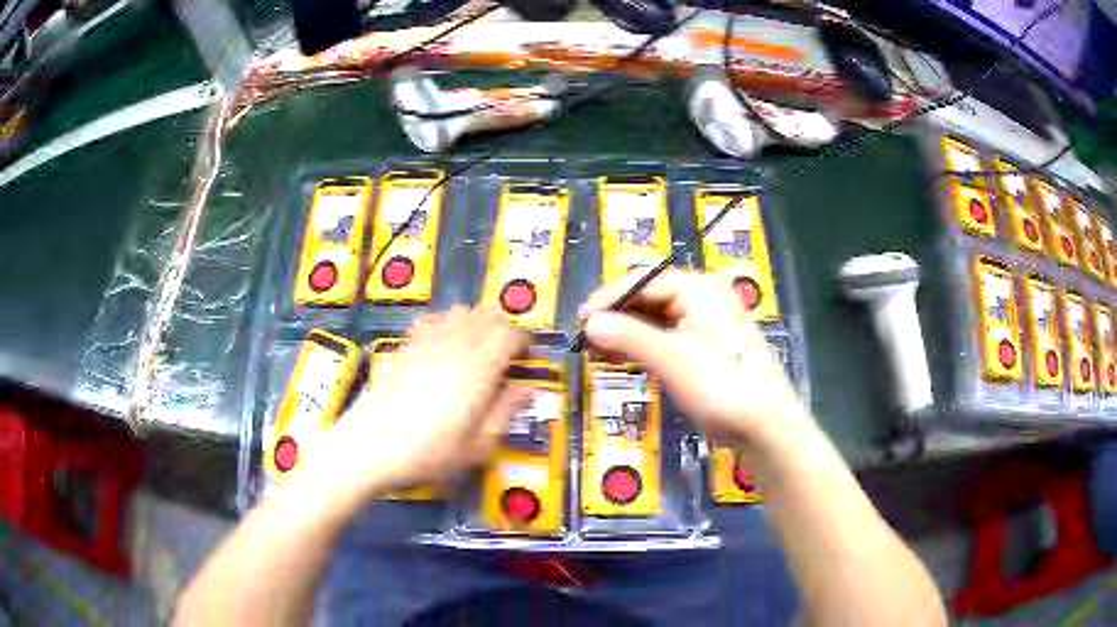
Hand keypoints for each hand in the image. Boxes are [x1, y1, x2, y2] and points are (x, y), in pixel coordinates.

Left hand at [300, 306, 529, 500]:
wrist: (368, 447)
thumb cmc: (427, 454)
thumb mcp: (476, 445)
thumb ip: (505, 412)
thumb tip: (529, 390)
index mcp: (477, 370)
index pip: (510, 335)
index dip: (525, 342)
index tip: (527, 359)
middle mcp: (453, 347)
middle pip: (487, 315)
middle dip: (503, 328)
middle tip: (506, 355)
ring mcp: (426, 343)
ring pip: (460, 311)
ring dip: (476, 322)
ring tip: (477, 349)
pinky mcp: (405, 347)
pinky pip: (432, 320)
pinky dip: (446, 323)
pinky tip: (443, 345)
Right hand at [581, 269, 810, 453]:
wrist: (762, 423)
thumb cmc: (719, 384)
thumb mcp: (671, 358)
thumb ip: (628, 337)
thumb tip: (590, 324)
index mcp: (696, 289)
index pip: (642, 282)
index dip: (608, 299)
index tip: (580, 320)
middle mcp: (699, 299)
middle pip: (646, 299)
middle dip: (614, 318)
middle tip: (584, 339)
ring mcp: (700, 324)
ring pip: (652, 321)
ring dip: (623, 334)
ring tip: (593, 352)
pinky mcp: (700, 349)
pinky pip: (663, 339)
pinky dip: (639, 348)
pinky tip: (616, 359)